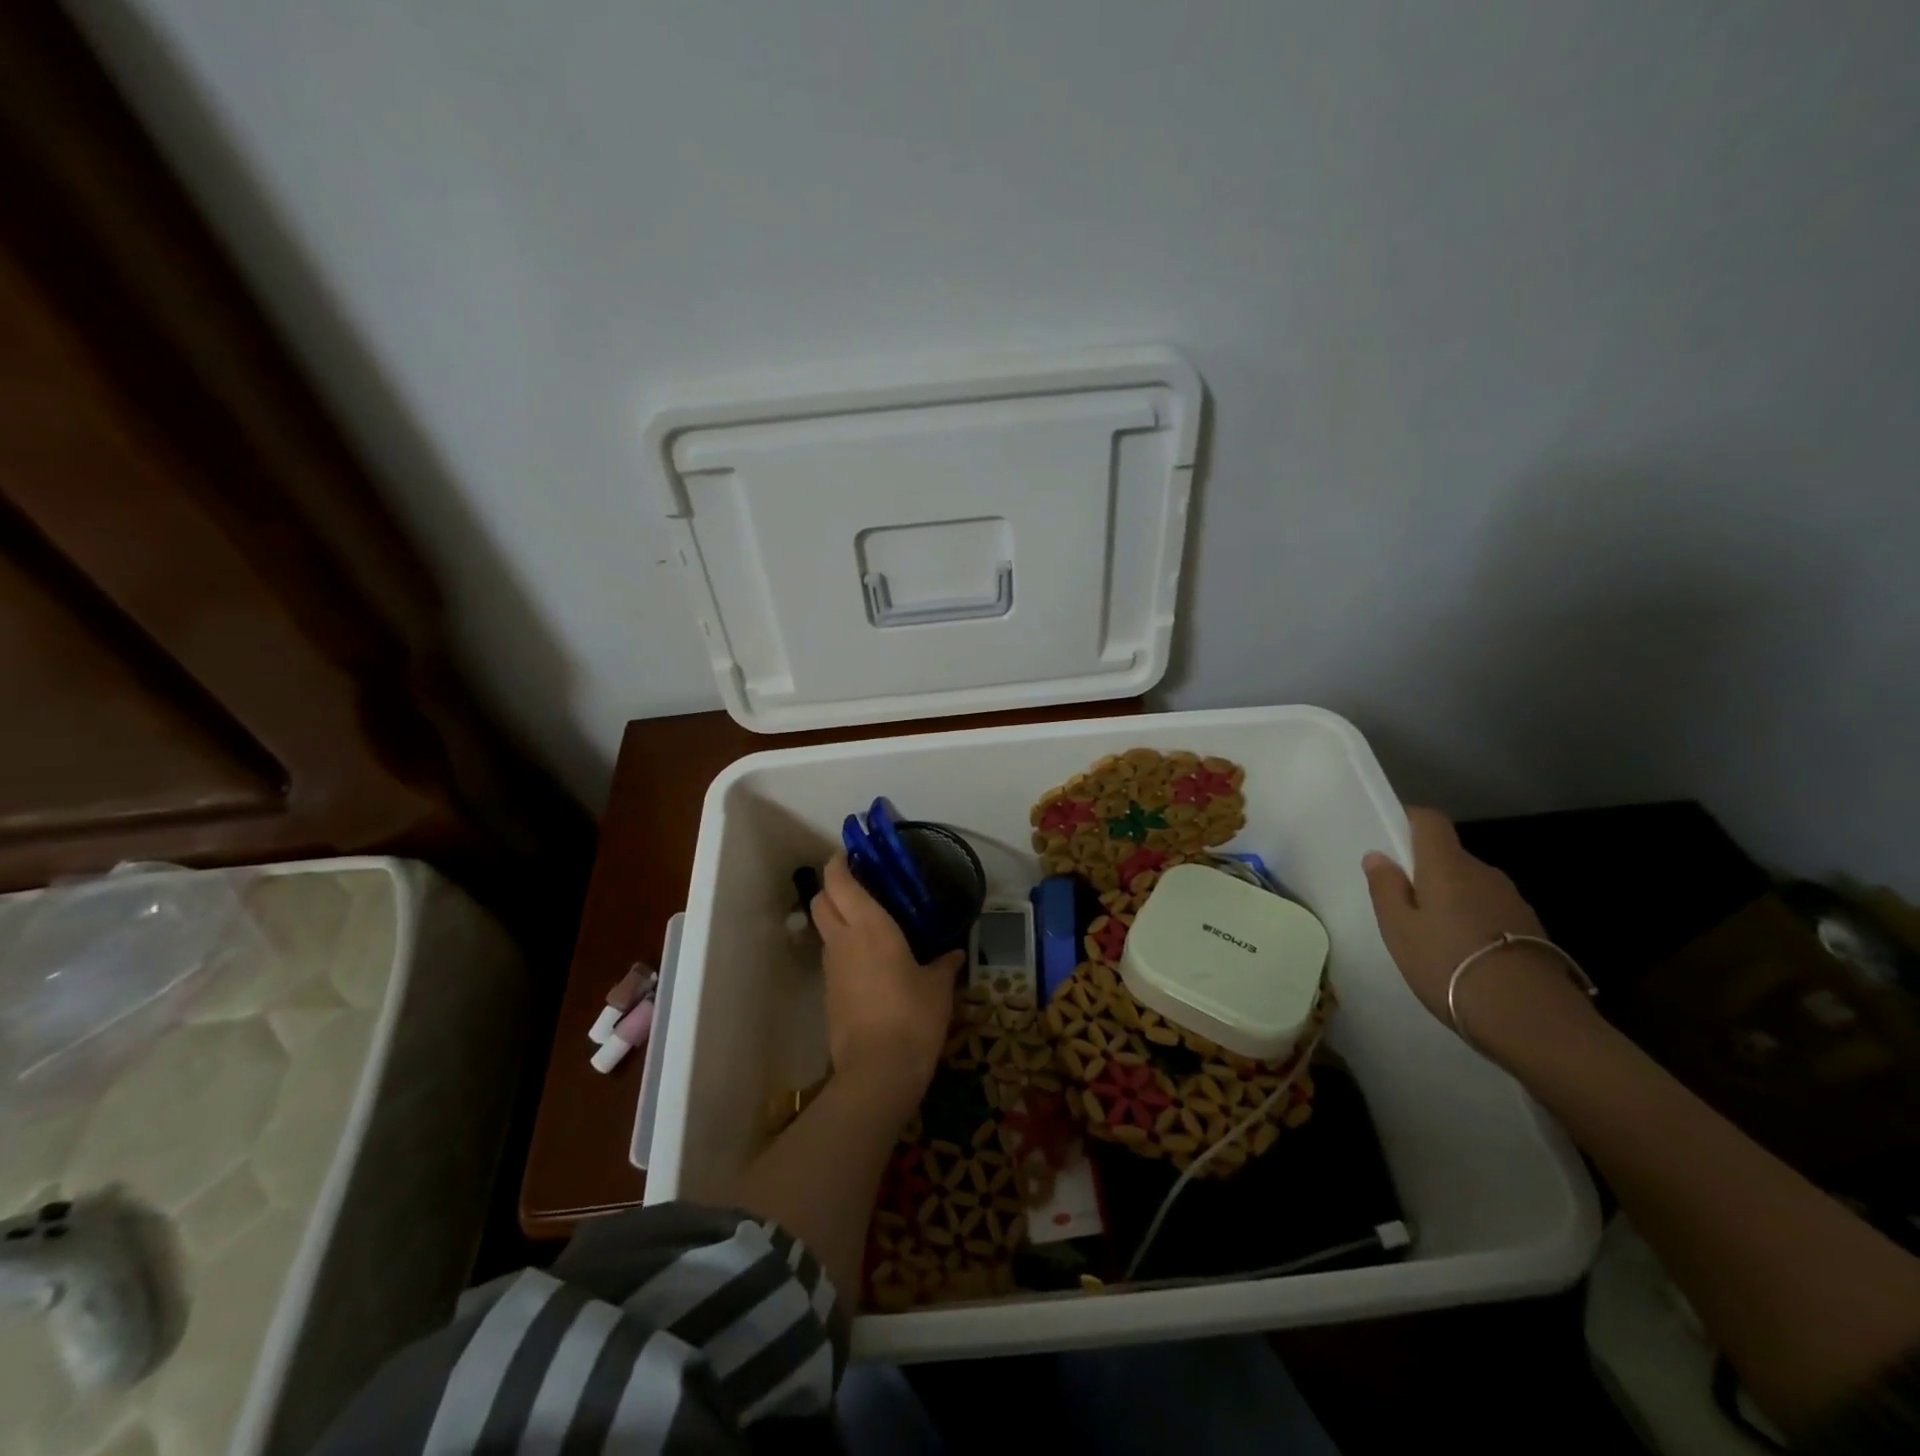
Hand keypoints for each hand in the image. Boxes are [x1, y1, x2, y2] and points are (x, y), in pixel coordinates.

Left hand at [811, 853, 959, 1114]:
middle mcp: (843, 940)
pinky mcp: (829, 993)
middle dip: (832, 887)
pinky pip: (832, 957)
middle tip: (859, 885)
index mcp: (869, 926)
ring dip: (837, 918)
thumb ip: (944, 964)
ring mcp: (831, 968)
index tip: (849, 854)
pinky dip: (843, 948)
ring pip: (824, 929)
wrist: (878, 1071)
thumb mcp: (938, 988)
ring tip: (869, 923)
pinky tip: (871, 961)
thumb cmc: (913, 1016)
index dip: (839, 863)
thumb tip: (955, 954)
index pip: (839, 881)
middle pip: (820, 900)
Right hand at [1362, 808, 1596, 1055]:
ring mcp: (1512, 900)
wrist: (1531, 1019)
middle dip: (1425, 871)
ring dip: (1451, 899)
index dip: (1408, 821)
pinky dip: (1474, 921)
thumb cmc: (1448, 965)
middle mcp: (1483, 872)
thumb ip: (1386, 887)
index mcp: (1447, 865)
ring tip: (1433, 937)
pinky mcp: (1531, 929)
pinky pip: (1490, 910)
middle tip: (1403, 905)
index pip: (1429, 821)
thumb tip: (1378, 855)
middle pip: (1449, 855)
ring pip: (1470, 885)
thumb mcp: (1399, 929)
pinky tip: (1465, 955)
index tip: (1391, 842)